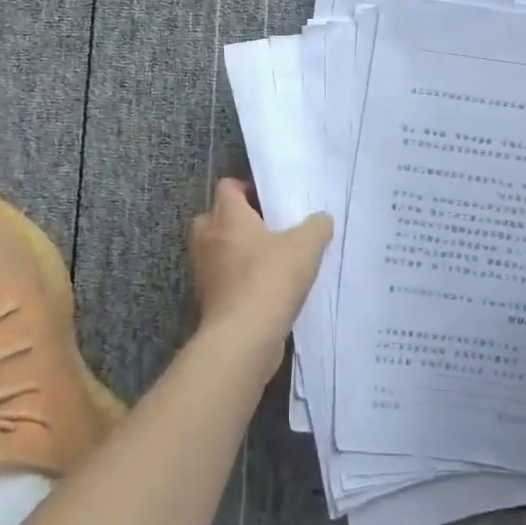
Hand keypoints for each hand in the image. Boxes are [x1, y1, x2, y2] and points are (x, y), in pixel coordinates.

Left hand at [188, 179, 333, 352]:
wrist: (244, 337)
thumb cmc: (270, 278)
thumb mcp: (306, 246)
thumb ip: (316, 227)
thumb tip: (321, 219)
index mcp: (227, 216)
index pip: (227, 187)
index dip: (248, 189)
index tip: (271, 202)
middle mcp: (207, 238)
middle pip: (216, 217)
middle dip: (239, 221)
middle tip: (268, 229)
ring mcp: (204, 271)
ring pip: (218, 250)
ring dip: (238, 252)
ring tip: (270, 260)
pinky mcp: (207, 299)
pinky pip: (222, 278)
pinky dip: (238, 280)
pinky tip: (266, 288)